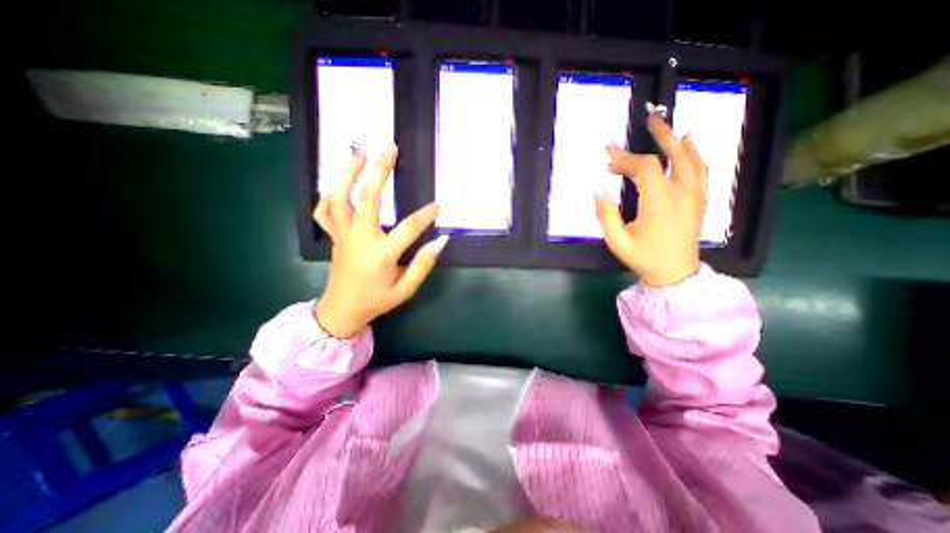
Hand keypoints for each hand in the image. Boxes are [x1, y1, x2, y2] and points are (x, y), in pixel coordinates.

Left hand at [311, 143, 447, 336]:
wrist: (341, 310)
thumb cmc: (376, 300)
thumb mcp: (405, 289)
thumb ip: (423, 265)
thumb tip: (441, 241)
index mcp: (381, 254)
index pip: (409, 228)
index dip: (427, 214)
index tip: (441, 204)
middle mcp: (360, 238)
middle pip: (368, 198)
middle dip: (380, 171)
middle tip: (390, 148)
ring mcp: (342, 235)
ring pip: (340, 198)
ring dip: (349, 172)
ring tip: (360, 152)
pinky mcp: (333, 236)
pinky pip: (324, 211)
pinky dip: (329, 194)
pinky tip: (338, 183)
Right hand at [591, 111, 704, 287]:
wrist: (676, 275)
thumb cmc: (644, 258)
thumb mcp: (617, 241)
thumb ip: (605, 214)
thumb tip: (597, 189)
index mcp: (660, 201)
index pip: (645, 167)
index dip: (625, 159)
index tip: (608, 158)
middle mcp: (682, 193)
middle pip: (675, 154)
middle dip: (660, 135)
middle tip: (649, 119)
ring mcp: (695, 196)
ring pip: (693, 159)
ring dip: (679, 140)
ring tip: (668, 128)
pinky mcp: (700, 201)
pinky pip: (702, 170)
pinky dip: (695, 154)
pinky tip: (689, 147)